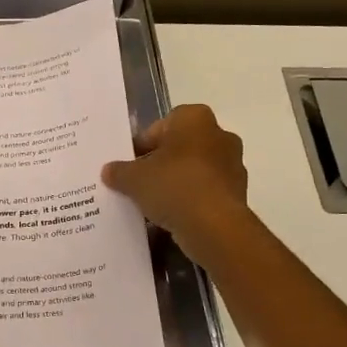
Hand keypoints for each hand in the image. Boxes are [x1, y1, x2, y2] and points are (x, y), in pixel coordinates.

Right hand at [101, 104, 252, 264]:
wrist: (215, 227)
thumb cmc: (173, 186)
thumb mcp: (133, 178)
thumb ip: (119, 171)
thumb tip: (109, 170)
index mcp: (194, 119)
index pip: (160, 126)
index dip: (142, 145)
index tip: (130, 165)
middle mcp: (219, 135)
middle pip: (179, 147)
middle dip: (160, 163)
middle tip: (139, 182)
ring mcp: (232, 165)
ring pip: (194, 170)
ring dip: (176, 182)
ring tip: (153, 203)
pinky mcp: (238, 193)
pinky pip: (206, 191)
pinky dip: (191, 200)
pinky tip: (172, 217)